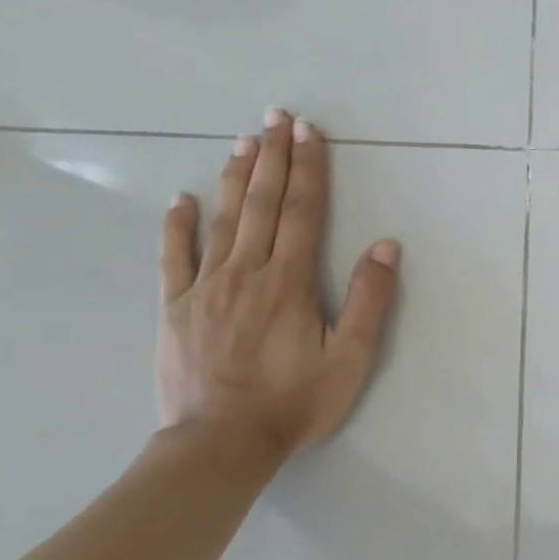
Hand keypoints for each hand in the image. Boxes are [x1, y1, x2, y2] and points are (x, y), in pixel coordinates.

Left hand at [157, 108, 400, 459]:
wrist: (221, 442)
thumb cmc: (296, 402)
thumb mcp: (350, 357)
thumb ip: (369, 300)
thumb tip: (384, 246)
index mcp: (290, 283)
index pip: (303, 213)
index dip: (308, 171)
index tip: (310, 133)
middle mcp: (246, 273)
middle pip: (262, 205)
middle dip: (272, 158)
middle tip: (276, 117)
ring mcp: (205, 287)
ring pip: (222, 220)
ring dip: (235, 178)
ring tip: (244, 141)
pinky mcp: (176, 308)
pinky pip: (174, 257)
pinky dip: (178, 225)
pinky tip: (183, 199)